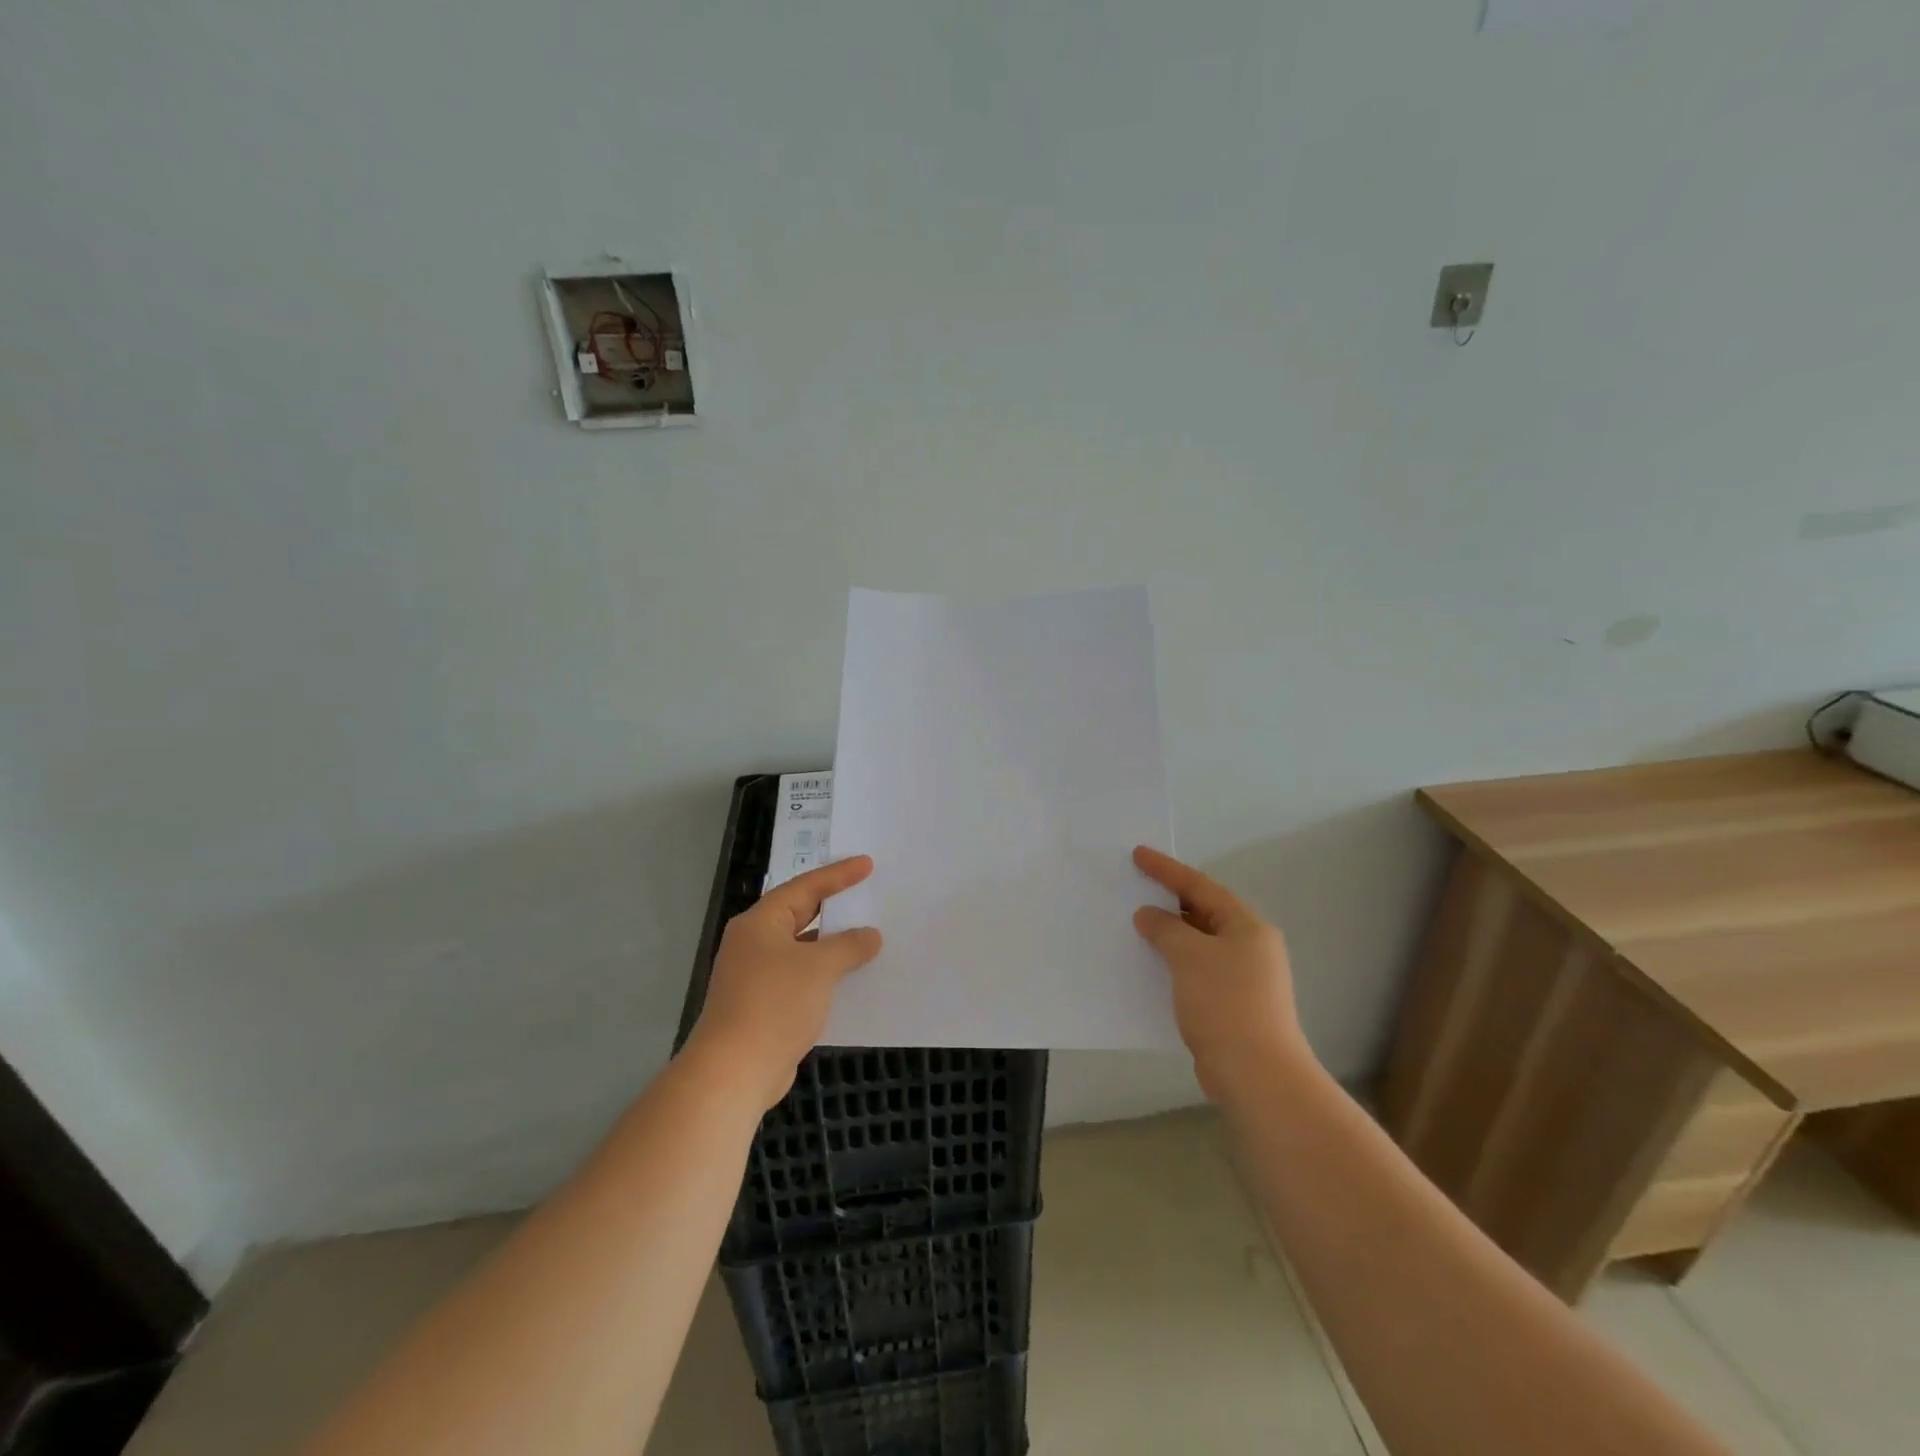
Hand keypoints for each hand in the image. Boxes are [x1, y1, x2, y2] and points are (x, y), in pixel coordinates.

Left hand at [685, 856, 882, 1110]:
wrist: (734, 1071)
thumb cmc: (774, 1004)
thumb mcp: (819, 967)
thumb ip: (849, 946)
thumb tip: (869, 936)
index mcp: (760, 923)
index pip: (805, 887)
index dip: (838, 875)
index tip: (867, 864)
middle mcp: (754, 943)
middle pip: (800, 915)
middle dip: (834, 907)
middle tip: (866, 894)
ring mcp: (756, 976)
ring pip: (802, 949)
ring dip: (832, 945)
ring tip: (868, 936)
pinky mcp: (763, 1005)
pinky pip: (801, 978)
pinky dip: (825, 974)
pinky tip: (851, 979)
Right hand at [1132, 846, 1309, 1102]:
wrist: (1257, 1074)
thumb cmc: (1225, 1003)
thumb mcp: (1189, 956)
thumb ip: (1165, 928)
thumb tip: (1149, 915)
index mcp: (1247, 926)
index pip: (1201, 886)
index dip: (1167, 869)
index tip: (1138, 854)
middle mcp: (1249, 947)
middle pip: (1203, 912)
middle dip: (1169, 900)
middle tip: (1135, 886)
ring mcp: (1243, 978)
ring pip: (1198, 944)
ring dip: (1169, 934)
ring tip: (1136, 924)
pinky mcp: (1231, 1004)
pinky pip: (1195, 970)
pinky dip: (1172, 963)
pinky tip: (1149, 966)